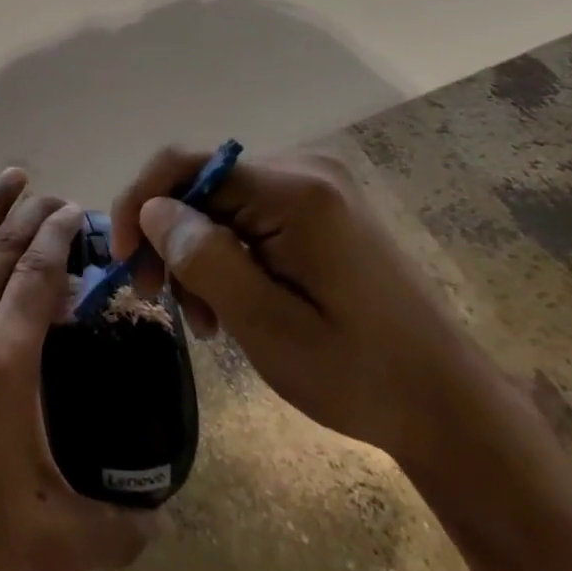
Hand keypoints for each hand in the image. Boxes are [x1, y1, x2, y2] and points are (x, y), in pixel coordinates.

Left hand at [0, 170, 153, 570]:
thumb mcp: (53, 545)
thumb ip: (118, 531)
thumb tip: (164, 521)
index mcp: (3, 359)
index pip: (39, 274)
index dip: (61, 237)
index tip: (79, 212)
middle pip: (3, 251)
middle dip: (34, 217)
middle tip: (59, 198)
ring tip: (12, 178)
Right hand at [110, 147, 494, 474]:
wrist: (450, 407)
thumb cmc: (360, 376)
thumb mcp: (269, 328)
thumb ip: (205, 260)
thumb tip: (152, 210)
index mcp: (296, 191)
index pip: (186, 163)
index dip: (139, 202)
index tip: (121, 259)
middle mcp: (304, 170)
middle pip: (201, 183)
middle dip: (168, 238)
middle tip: (158, 300)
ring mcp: (316, 186)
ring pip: (219, 202)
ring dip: (196, 253)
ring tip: (203, 321)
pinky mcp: (321, 207)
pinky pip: (248, 215)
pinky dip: (226, 254)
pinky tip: (230, 302)